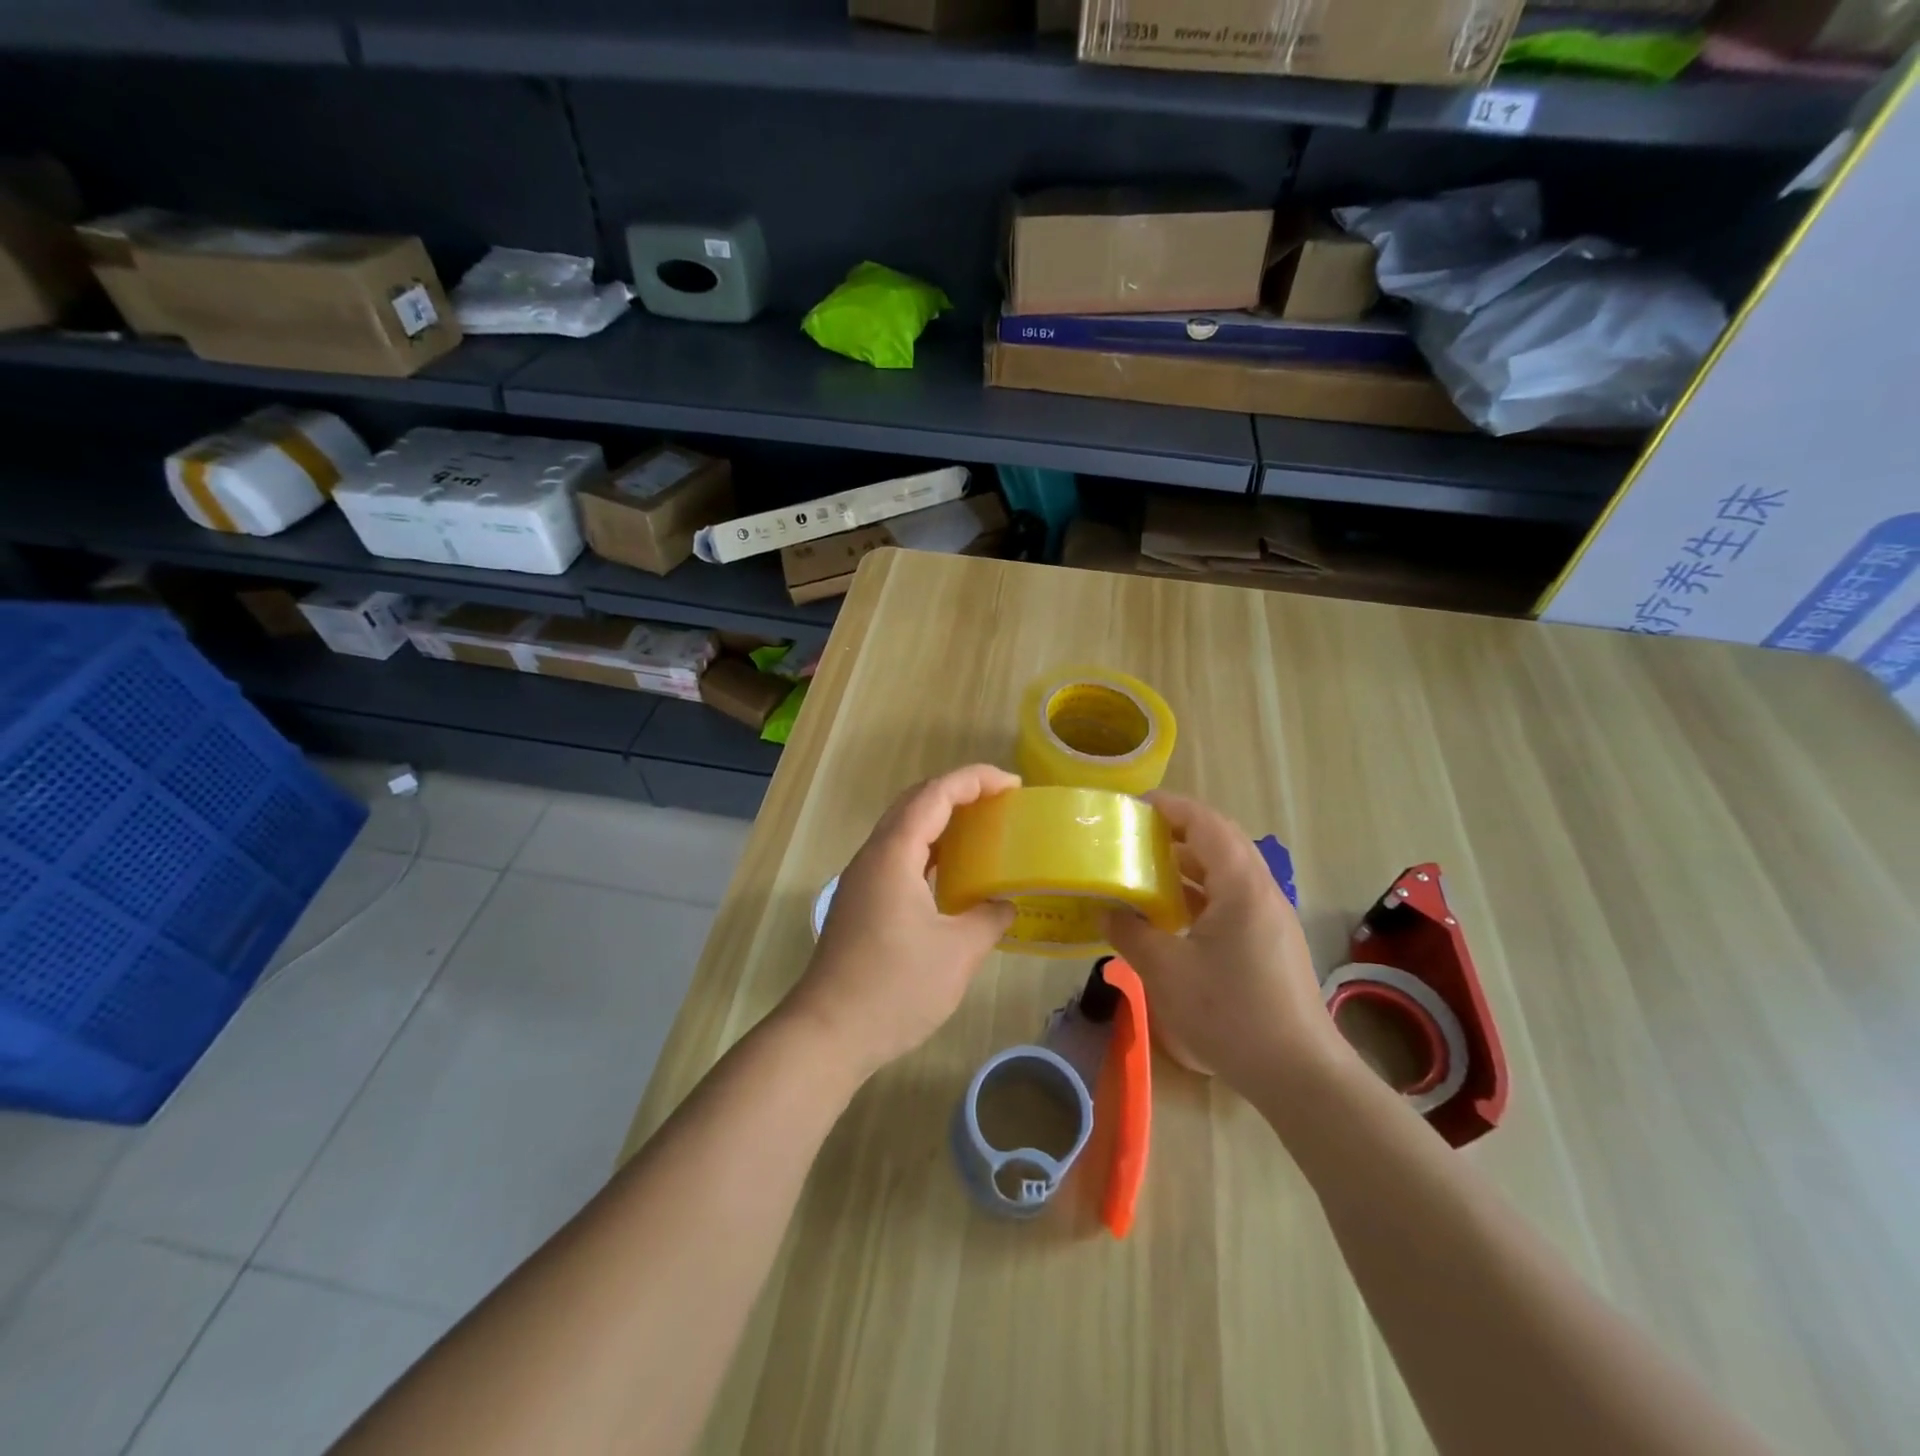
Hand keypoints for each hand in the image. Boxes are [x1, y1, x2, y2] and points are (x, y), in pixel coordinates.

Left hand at [782, 765, 1018, 1079]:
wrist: (828, 1033)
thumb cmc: (895, 988)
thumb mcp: (958, 953)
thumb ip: (989, 918)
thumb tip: (1005, 904)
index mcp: (894, 854)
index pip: (935, 794)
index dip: (976, 779)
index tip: (1014, 784)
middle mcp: (873, 856)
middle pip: (915, 802)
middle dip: (959, 792)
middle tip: (1000, 801)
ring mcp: (862, 880)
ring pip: (903, 829)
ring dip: (941, 820)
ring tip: (982, 829)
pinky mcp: (860, 902)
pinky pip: (898, 857)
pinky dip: (928, 850)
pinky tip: (951, 873)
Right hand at [1106, 792, 1342, 1093]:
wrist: (1298, 1072)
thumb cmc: (1230, 1012)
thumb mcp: (1166, 970)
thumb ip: (1131, 933)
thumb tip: (1106, 912)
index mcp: (1240, 884)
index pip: (1205, 822)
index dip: (1169, 806)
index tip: (1132, 806)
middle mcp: (1261, 890)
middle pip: (1219, 841)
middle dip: (1176, 831)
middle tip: (1134, 836)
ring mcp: (1270, 917)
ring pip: (1226, 872)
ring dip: (1187, 865)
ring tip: (1146, 871)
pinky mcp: (1270, 942)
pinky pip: (1231, 899)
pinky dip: (1199, 894)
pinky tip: (1172, 916)